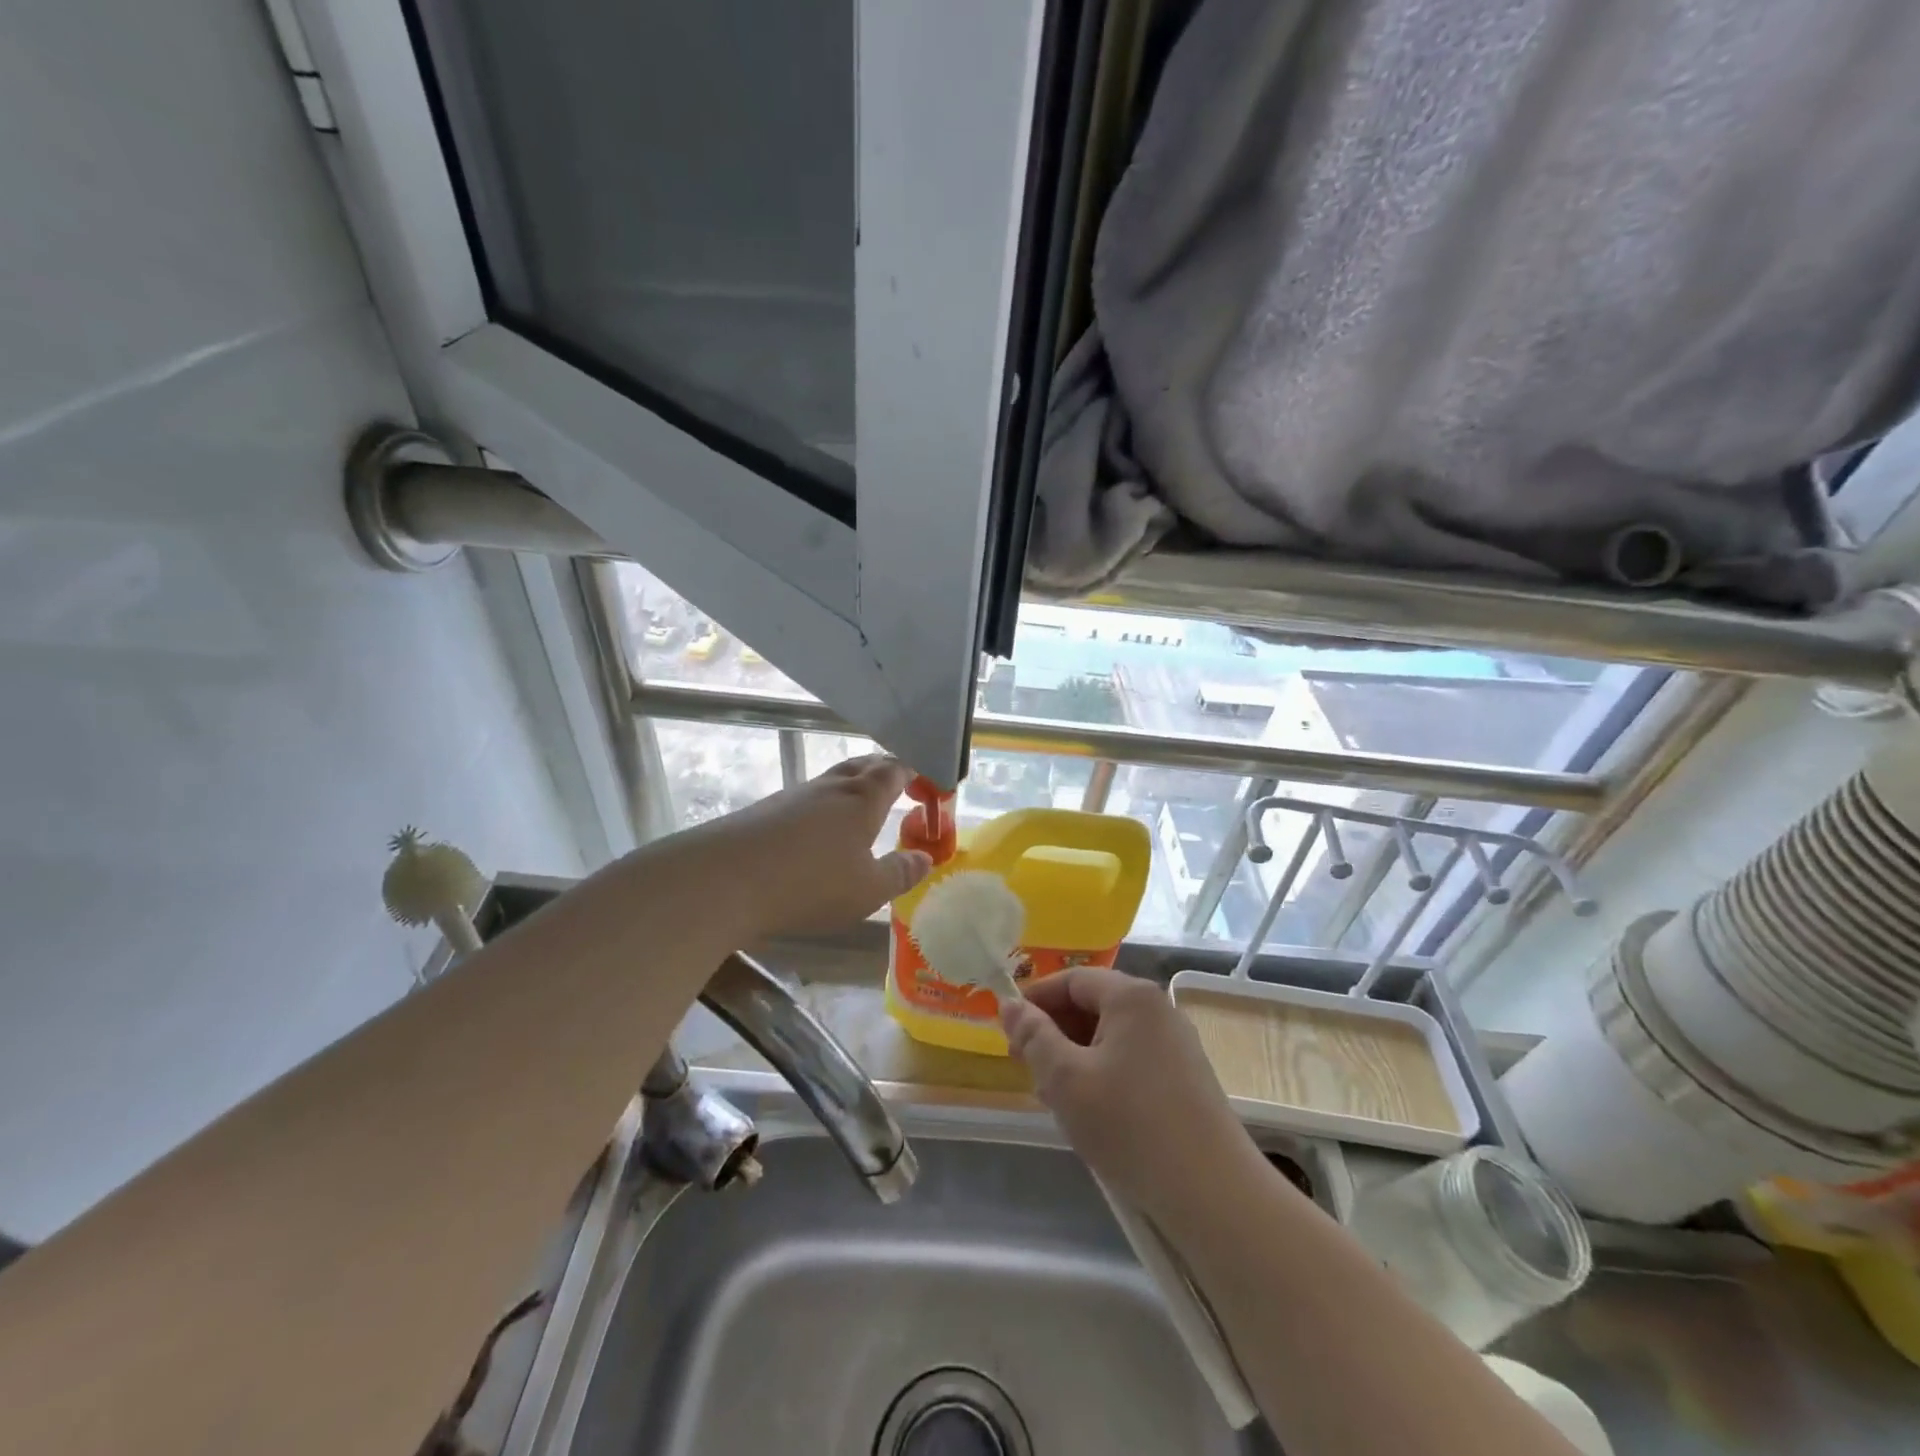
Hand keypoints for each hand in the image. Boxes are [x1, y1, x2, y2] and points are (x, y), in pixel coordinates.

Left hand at [708, 754, 931, 938]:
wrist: (722, 880)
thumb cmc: (809, 883)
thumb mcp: (867, 890)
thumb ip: (899, 872)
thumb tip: (924, 858)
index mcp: (862, 798)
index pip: (895, 769)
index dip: (914, 772)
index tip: (928, 784)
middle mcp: (830, 788)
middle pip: (862, 766)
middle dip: (884, 772)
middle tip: (899, 788)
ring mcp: (794, 796)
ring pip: (832, 782)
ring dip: (852, 790)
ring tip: (861, 813)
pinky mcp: (765, 811)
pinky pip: (807, 801)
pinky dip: (823, 810)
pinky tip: (818, 835)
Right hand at [1001, 969, 1262, 1224]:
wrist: (1213, 1194)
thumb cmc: (1130, 1126)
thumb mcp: (1066, 1080)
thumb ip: (1033, 1037)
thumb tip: (1009, 1005)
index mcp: (1131, 996)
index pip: (1072, 980)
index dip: (1035, 1001)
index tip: (1008, 1032)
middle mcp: (1158, 1009)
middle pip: (1093, 1005)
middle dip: (1055, 1033)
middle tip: (1026, 1069)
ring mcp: (1177, 1043)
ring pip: (1111, 1036)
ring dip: (1076, 1057)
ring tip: (1054, 1097)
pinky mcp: (1187, 1077)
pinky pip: (1132, 1059)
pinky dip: (1104, 1074)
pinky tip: (1092, 1112)